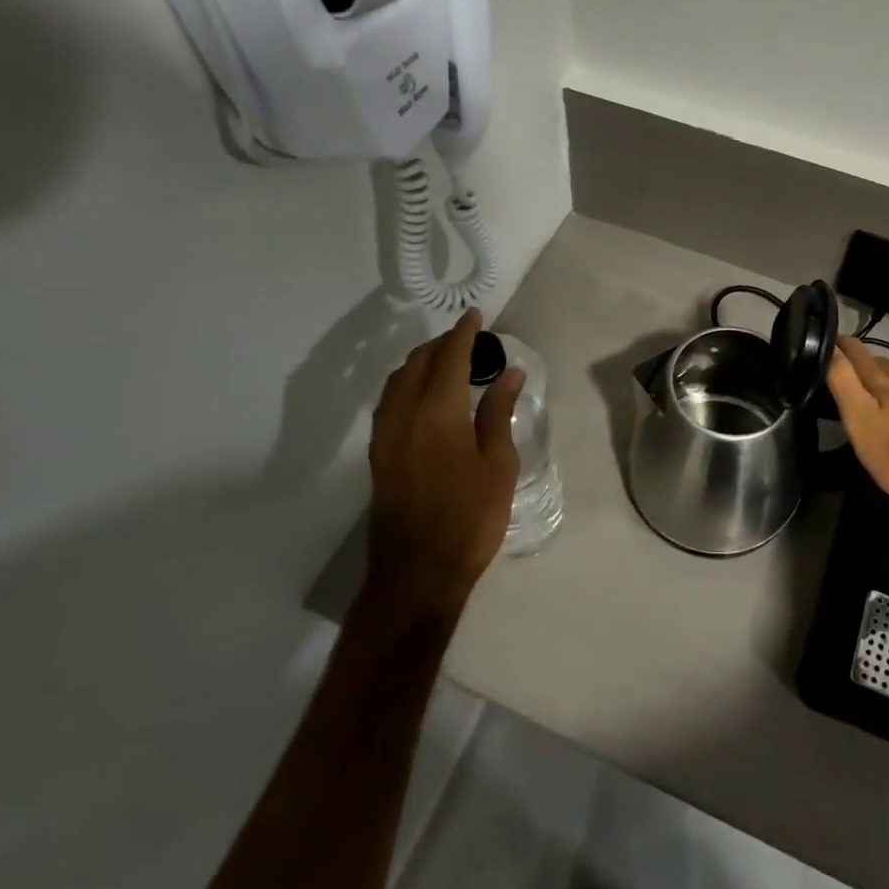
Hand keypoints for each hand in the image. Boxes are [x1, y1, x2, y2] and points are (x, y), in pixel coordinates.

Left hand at [365, 309, 525, 617]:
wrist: (417, 573)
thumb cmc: (469, 517)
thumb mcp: (498, 464)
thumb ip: (499, 412)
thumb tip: (510, 373)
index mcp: (438, 412)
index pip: (450, 357)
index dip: (464, 333)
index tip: (476, 315)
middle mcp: (404, 414)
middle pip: (418, 363)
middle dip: (442, 344)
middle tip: (468, 340)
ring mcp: (385, 435)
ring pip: (398, 380)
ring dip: (421, 362)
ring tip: (447, 362)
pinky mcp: (378, 454)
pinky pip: (390, 401)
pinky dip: (407, 384)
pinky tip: (424, 395)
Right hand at [826, 337, 888, 499]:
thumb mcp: (859, 417)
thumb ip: (843, 380)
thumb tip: (830, 348)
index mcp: (882, 378)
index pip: (855, 349)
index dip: (836, 344)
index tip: (820, 346)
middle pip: (875, 359)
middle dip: (855, 360)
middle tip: (837, 371)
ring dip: (876, 374)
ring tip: (863, 387)